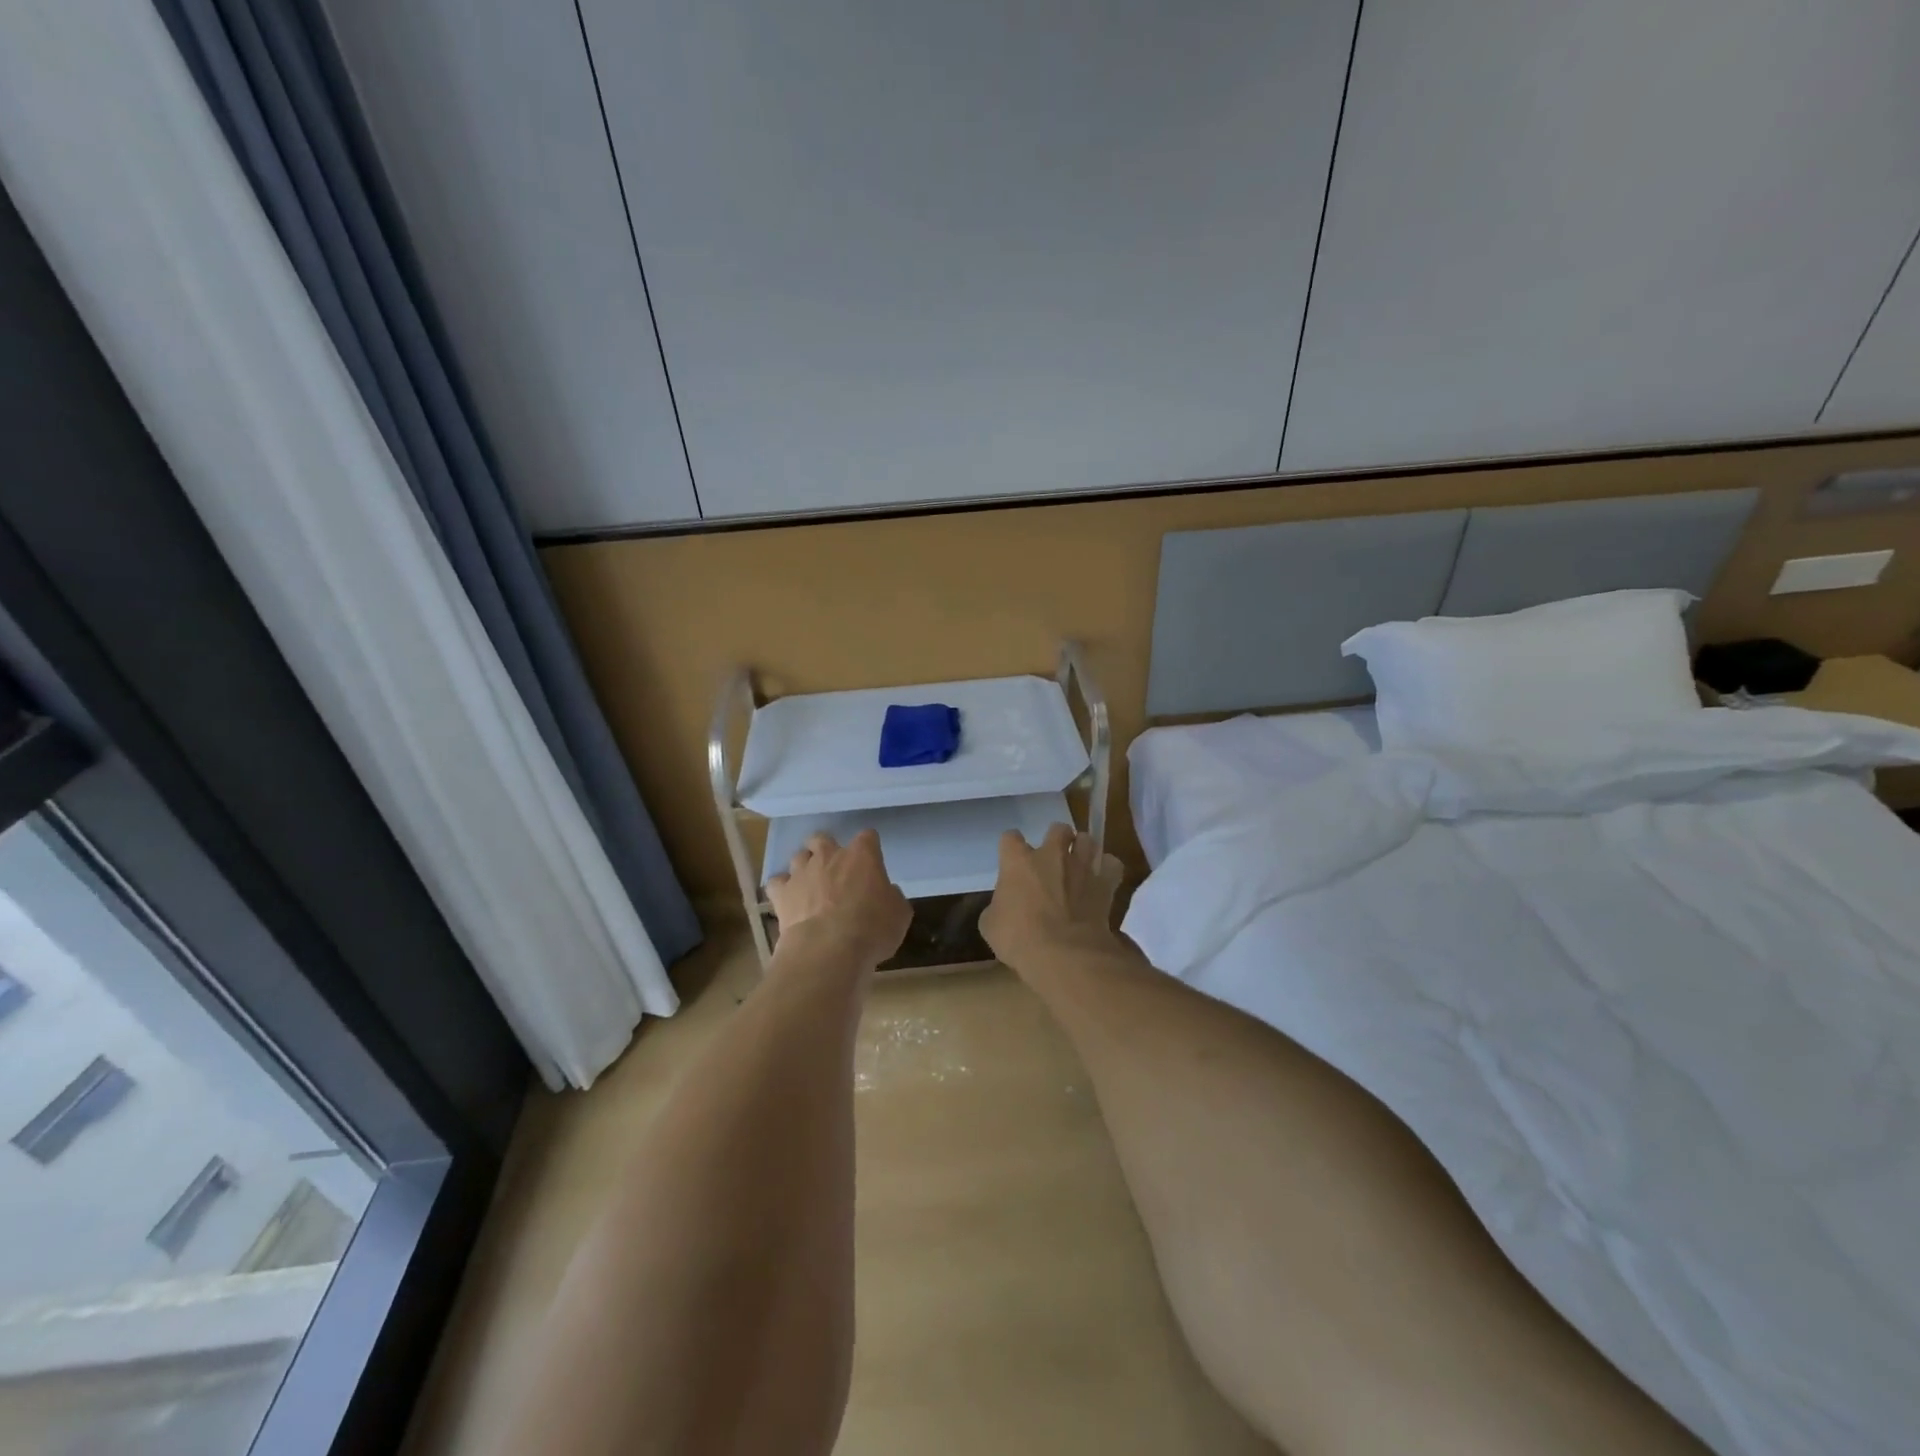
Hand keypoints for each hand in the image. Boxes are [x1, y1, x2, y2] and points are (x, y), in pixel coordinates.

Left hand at [767, 829, 911, 969]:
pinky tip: (788, 900)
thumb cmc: (872, 929)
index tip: (871, 860)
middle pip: (823, 838)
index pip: (868, 837)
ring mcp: (802, 872)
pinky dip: (782, 889)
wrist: (829, 950)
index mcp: (862, 855)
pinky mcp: (782, 893)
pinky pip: (777, 882)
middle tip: (834, 869)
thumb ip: (892, 897)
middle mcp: (829, 856)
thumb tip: (887, 893)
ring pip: (798, 856)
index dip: (869, 847)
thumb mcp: (899, 914)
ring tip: (810, 885)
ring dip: (804, 867)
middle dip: (826, 848)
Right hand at [980, 823, 1123, 972]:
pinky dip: (1108, 869)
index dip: (1010, 847)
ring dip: (1083, 849)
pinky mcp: (1105, 883)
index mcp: (1017, 861)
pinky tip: (1102, 880)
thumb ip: (998, 906)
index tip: (1011, 860)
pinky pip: (1112, 865)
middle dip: (1056, 839)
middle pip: (1057, 829)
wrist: (1063, 953)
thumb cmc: (1019, 938)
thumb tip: (1005, 906)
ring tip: (1080, 864)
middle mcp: (1051, 855)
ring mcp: (1081, 866)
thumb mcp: (991, 925)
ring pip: (1087, 839)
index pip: (1010, 837)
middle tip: (1053, 859)